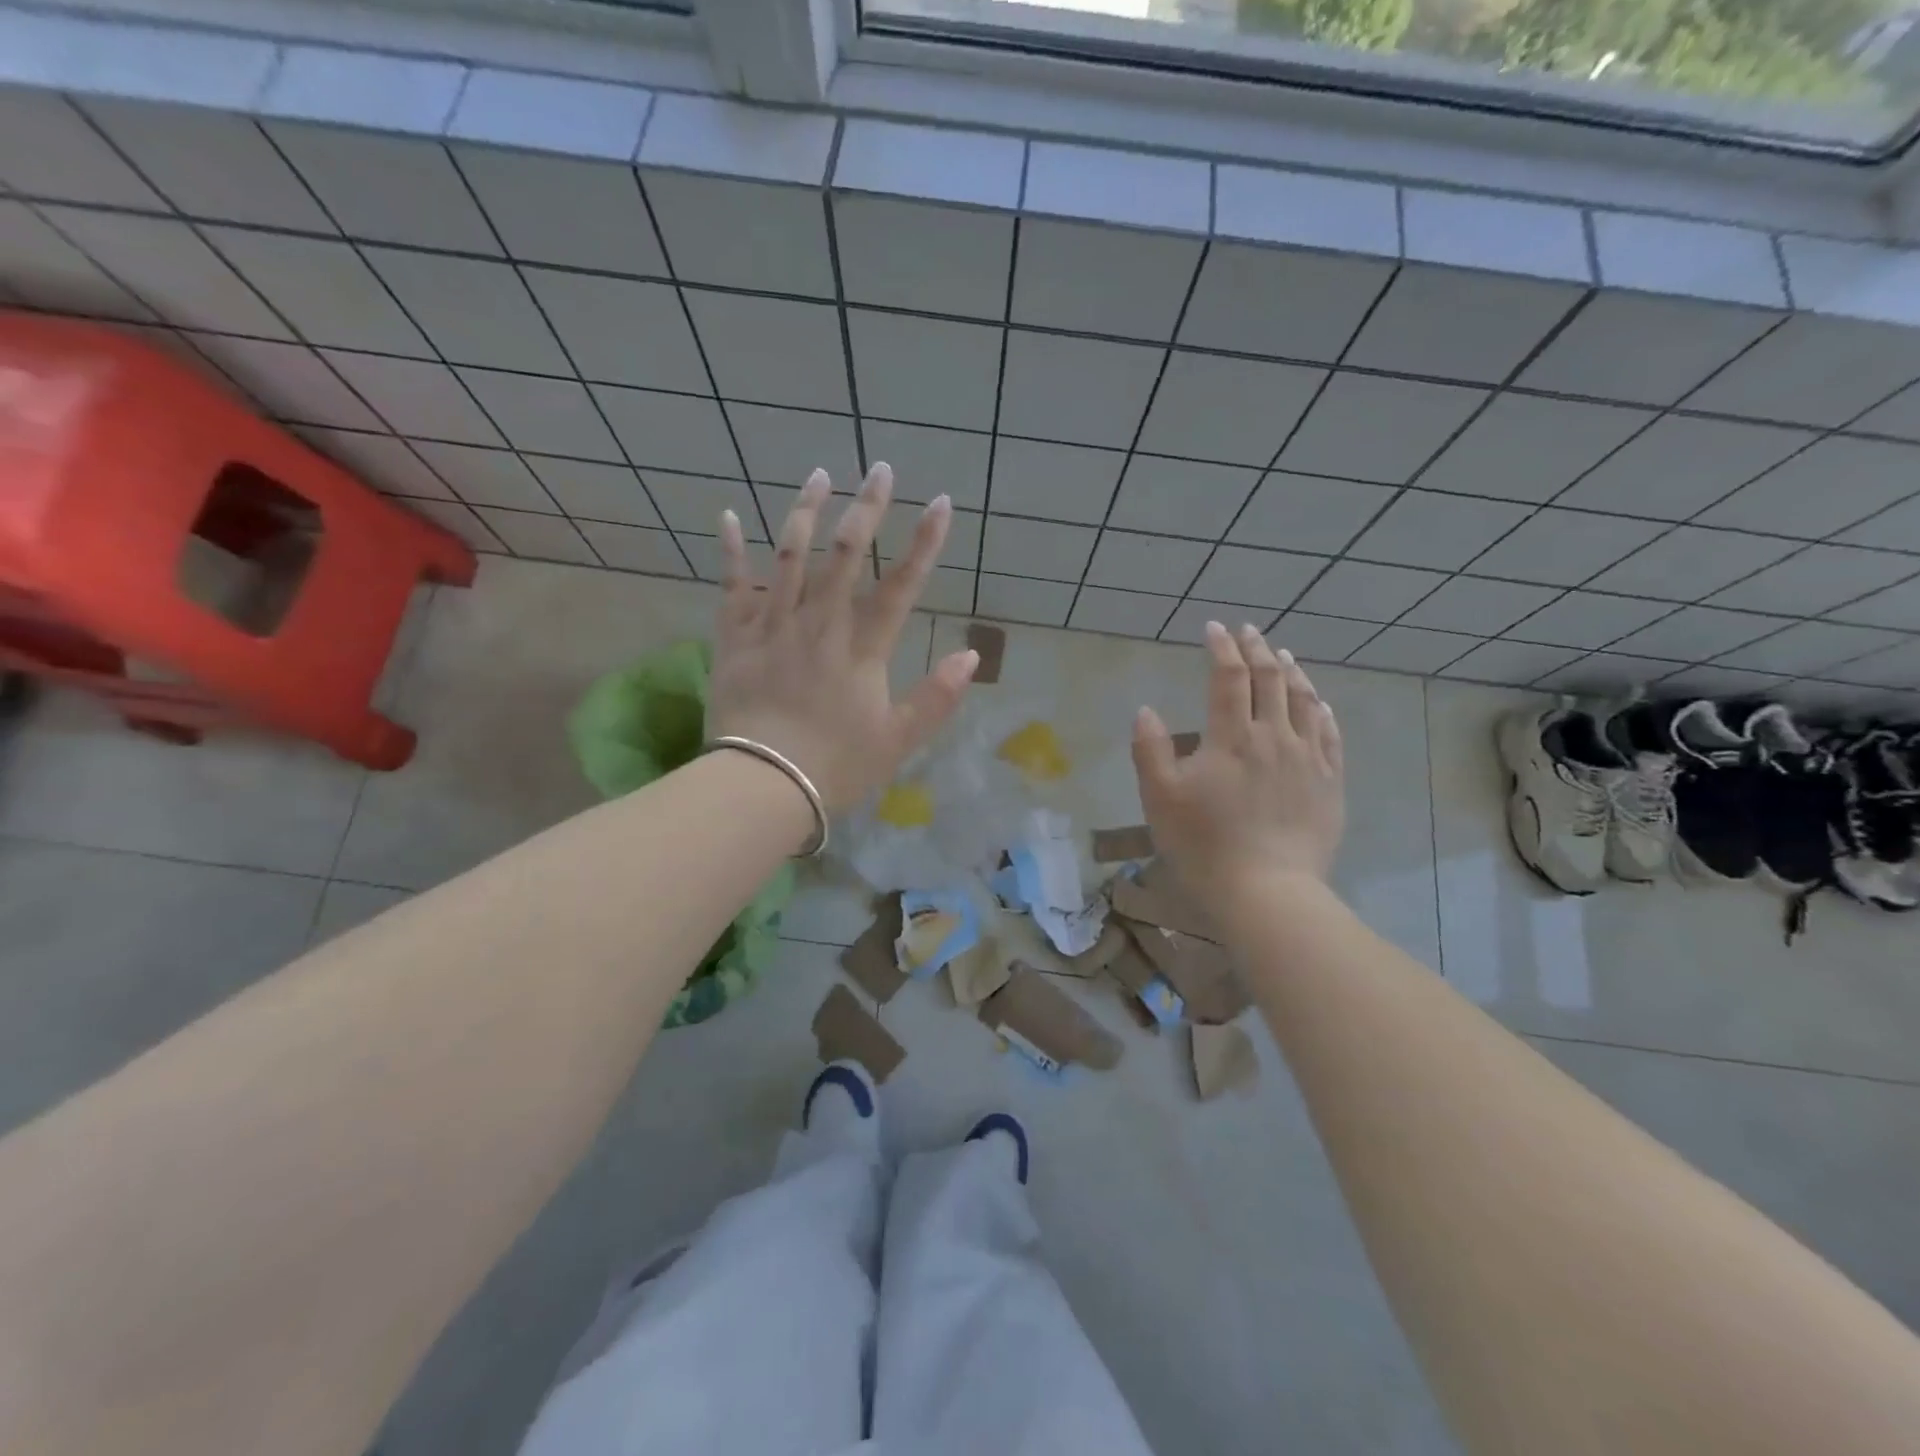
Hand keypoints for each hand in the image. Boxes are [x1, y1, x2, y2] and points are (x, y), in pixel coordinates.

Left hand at [707, 464, 978, 813]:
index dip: (924, 543)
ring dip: (806, 512)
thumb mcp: (898, 740)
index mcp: (861, 650)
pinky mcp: (734, 638)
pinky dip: (729, 551)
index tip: (942, 503)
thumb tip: (972, 655)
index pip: (901, 587)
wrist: (762, 785)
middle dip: (867, 508)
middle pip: (845, 556)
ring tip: (820, 474)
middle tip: (880, 468)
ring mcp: (773, 627)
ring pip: (790, 557)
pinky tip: (729, 515)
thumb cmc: (835, 766)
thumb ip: (937, 697)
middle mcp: (819, 625)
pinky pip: (731, 586)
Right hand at [1132, 621, 1344, 903]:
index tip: (1214, 629)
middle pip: (1269, 680)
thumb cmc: (1204, 845)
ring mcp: (1308, 759)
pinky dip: (1322, 710)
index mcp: (1231, 737)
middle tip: (1248, 631)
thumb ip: (1150, 749)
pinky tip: (1318, 703)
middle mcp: (1274, 736)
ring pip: (1304, 701)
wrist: (1267, 892)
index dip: (1222, 648)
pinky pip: (1330, 735)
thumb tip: (1147, 710)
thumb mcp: (1160, 798)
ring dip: (1291, 672)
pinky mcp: (1330, 783)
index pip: (1229, 676)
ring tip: (1283, 656)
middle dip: (1257, 649)